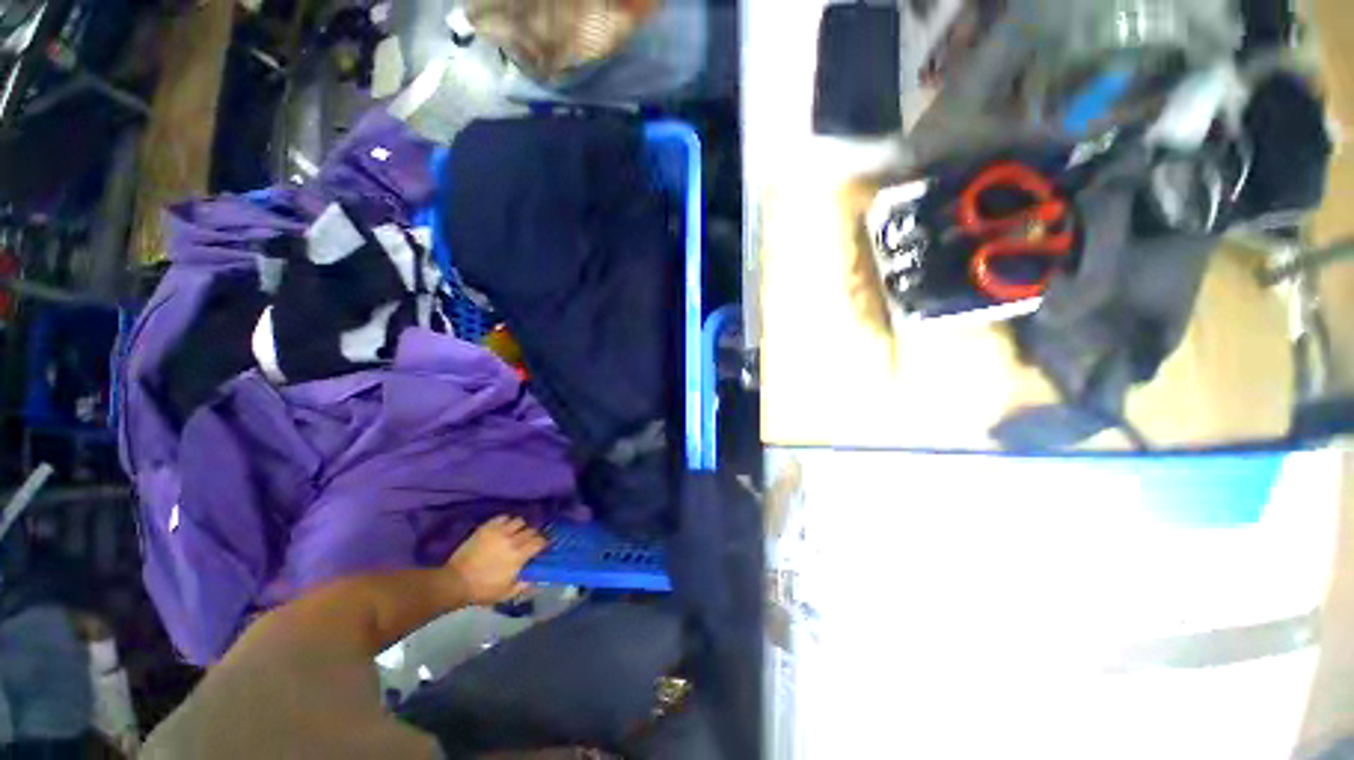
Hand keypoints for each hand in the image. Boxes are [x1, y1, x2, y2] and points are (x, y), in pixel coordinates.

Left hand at [445, 516, 547, 605]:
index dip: (543, 543)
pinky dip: (506, 521)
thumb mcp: (505, 594)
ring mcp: (498, 532)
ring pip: (519, 521)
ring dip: (520, 527)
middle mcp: (512, 540)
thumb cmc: (482, 590)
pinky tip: (504, 527)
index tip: (541, 547)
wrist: (455, 582)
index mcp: (519, 556)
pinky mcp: (486, 528)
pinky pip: (502, 517)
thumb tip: (534, 579)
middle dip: (533, 535)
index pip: (539, 542)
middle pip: (531, 530)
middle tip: (529, 541)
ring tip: (516, 532)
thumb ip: (522, 586)